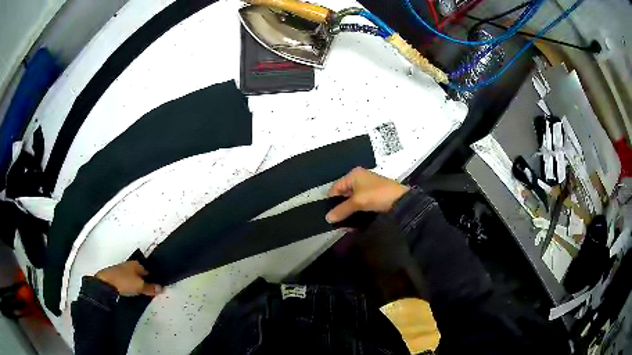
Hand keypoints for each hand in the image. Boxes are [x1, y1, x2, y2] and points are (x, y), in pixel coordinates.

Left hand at [95, 261, 161, 296]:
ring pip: (134, 277)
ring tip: (143, 293)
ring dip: (138, 283)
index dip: (154, 278)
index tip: (159, 286)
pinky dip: (131, 285)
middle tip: (152, 291)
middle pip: (141, 273)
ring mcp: (122, 270)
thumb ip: (151, 288)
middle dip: (146, 280)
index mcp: (137, 263)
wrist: (106, 283)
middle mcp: (130, 264)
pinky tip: (133, 291)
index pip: (149, 270)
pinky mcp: (116, 276)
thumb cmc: (125, 281)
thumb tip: (161, 288)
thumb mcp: (140, 286)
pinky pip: (128, 280)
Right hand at [326, 167, 409, 223]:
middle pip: (343, 195)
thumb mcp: (357, 202)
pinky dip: (356, 214)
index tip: (330, 215)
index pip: (335, 188)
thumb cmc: (377, 195)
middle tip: (336, 222)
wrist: (401, 201)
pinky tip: (353, 225)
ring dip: (348, 213)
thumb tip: (327, 218)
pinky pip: (360, 206)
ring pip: (352, 202)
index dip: (331, 201)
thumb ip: (341, 210)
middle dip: (340, 209)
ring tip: (345, 226)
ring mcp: (367, 189)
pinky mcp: (373, 198)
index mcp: (354, 175)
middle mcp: (359, 180)